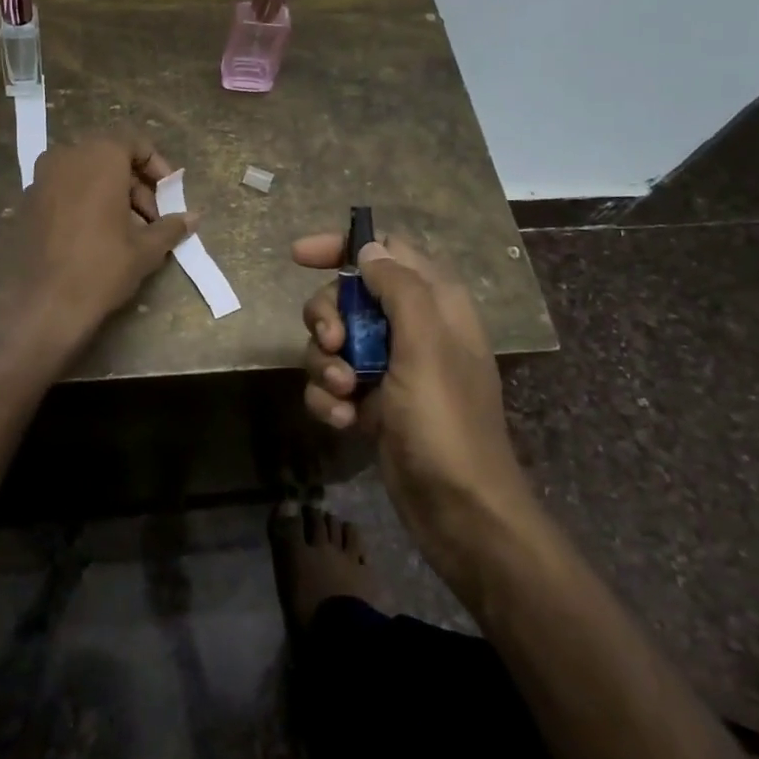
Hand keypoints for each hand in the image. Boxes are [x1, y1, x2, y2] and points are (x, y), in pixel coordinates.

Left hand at [0, 132, 192, 347]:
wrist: (41, 305)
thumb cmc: (101, 267)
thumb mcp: (145, 249)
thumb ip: (170, 226)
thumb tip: (193, 217)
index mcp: (99, 157)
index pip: (134, 143)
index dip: (156, 166)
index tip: (169, 194)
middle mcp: (66, 157)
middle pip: (109, 158)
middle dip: (135, 185)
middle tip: (152, 219)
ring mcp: (41, 178)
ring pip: (85, 175)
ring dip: (110, 194)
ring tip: (127, 232)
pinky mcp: (26, 202)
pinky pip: (64, 190)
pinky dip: (84, 202)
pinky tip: (95, 237)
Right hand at [293, 231, 538, 602]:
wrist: (458, 510)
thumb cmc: (446, 420)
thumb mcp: (425, 345)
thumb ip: (398, 288)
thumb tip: (368, 249)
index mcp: (434, 302)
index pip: (385, 250)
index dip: (342, 248)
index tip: (300, 257)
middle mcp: (410, 327)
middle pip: (347, 296)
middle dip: (327, 317)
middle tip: (332, 344)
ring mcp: (389, 366)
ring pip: (333, 341)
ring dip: (325, 365)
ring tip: (344, 395)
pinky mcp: (371, 401)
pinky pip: (332, 383)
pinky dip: (329, 399)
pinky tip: (344, 422)